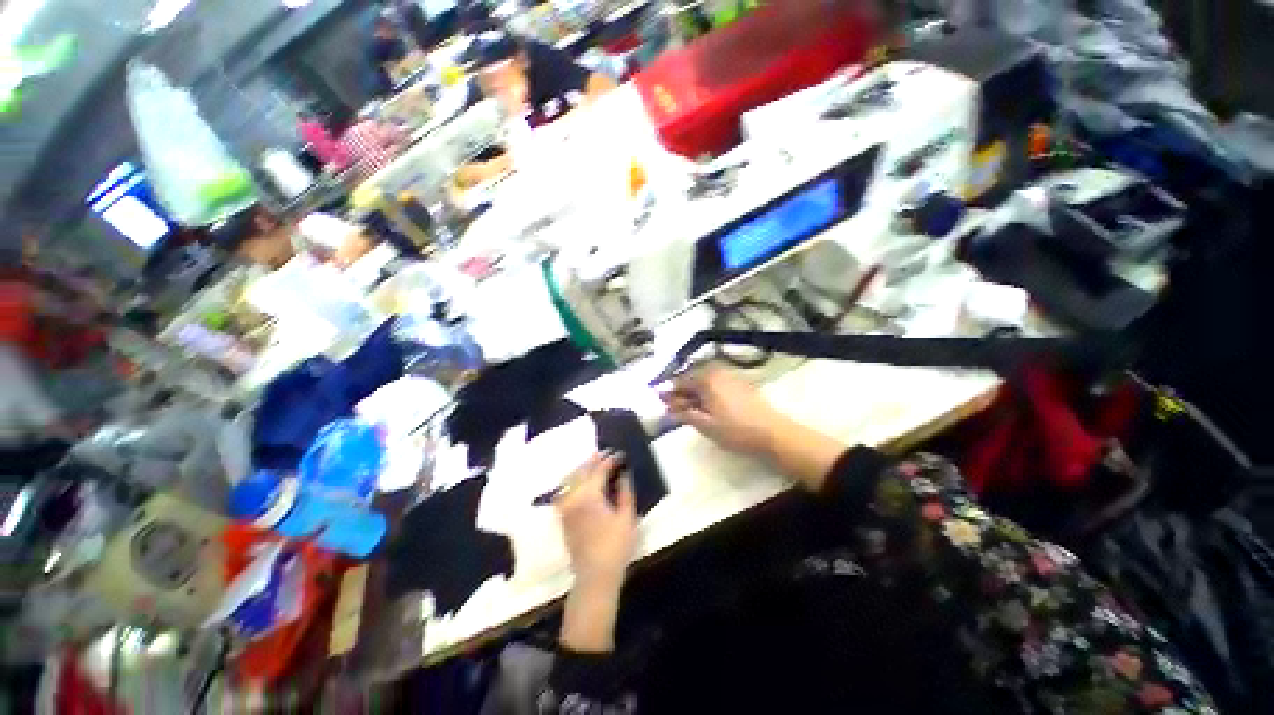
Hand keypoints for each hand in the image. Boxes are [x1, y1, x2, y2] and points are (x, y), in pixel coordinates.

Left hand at [556, 452, 636, 652]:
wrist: (594, 576)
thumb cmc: (615, 546)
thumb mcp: (627, 517)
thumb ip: (625, 491)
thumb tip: (624, 474)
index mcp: (589, 495)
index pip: (599, 470)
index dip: (610, 460)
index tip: (619, 455)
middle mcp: (573, 497)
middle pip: (581, 471)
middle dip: (593, 460)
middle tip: (605, 454)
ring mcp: (565, 507)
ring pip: (569, 479)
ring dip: (581, 469)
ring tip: (593, 464)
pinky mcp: (562, 517)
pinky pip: (564, 491)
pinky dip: (572, 482)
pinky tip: (580, 482)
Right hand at [661, 365, 781, 458]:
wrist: (773, 433)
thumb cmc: (736, 430)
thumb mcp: (705, 425)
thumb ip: (684, 414)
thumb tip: (668, 408)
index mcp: (707, 379)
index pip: (681, 380)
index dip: (670, 391)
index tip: (661, 400)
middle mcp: (718, 372)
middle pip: (693, 377)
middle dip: (682, 391)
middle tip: (675, 406)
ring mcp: (731, 376)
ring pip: (706, 380)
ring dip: (695, 391)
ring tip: (691, 407)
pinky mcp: (742, 383)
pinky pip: (718, 382)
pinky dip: (708, 391)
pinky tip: (709, 405)